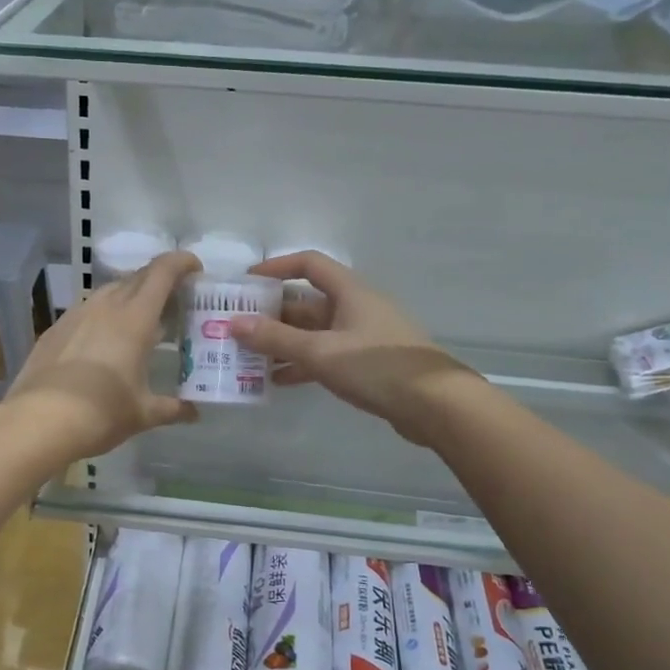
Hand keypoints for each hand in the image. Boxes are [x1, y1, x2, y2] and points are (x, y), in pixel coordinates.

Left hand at [0, 250, 201, 461]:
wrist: (38, 422)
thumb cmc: (101, 413)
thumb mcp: (143, 413)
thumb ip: (172, 408)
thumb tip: (193, 412)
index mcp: (135, 319)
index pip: (162, 272)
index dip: (181, 262)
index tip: (195, 268)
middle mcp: (105, 306)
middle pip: (137, 278)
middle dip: (159, 281)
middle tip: (173, 302)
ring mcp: (75, 315)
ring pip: (109, 292)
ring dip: (129, 298)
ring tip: (139, 322)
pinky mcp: (54, 330)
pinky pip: (86, 310)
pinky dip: (103, 316)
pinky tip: (102, 342)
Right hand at [229, 252, 475, 443]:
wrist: (435, 405)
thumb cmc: (376, 366)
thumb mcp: (320, 352)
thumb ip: (276, 339)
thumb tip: (233, 323)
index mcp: (349, 291)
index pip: (309, 264)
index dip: (276, 268)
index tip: (246, 283)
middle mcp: (355, 307)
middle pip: (306, 302)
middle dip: (271, 314)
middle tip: (237, 328)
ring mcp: (362, 336)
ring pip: (313, 332)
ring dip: (283, 343)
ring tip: (248, 358)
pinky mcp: (366, 363)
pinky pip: (325, 355)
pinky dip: (301, 364)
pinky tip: (277, 381)